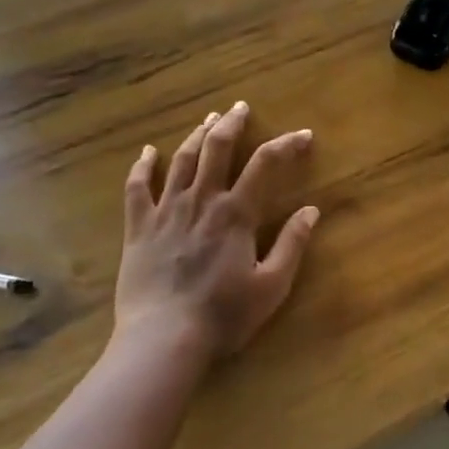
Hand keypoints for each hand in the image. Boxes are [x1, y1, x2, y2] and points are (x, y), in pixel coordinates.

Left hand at [116, 102, 319, 363]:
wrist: (163, 339)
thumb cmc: (223, 316)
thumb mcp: (271, 286)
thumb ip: (292, 244)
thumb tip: (311, 210)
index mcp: (236, 213)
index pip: (266, 164)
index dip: (286, 145)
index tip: (303, 135)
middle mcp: (201, 200)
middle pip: (218, 148)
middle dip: (232, 124)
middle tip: (240, 108)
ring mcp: (166, 210)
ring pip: (182, 160)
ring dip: (197, 136)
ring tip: (208, 120)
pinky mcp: (138, 227)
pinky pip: (137, 187)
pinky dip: (143, 165)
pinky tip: (148, 152)